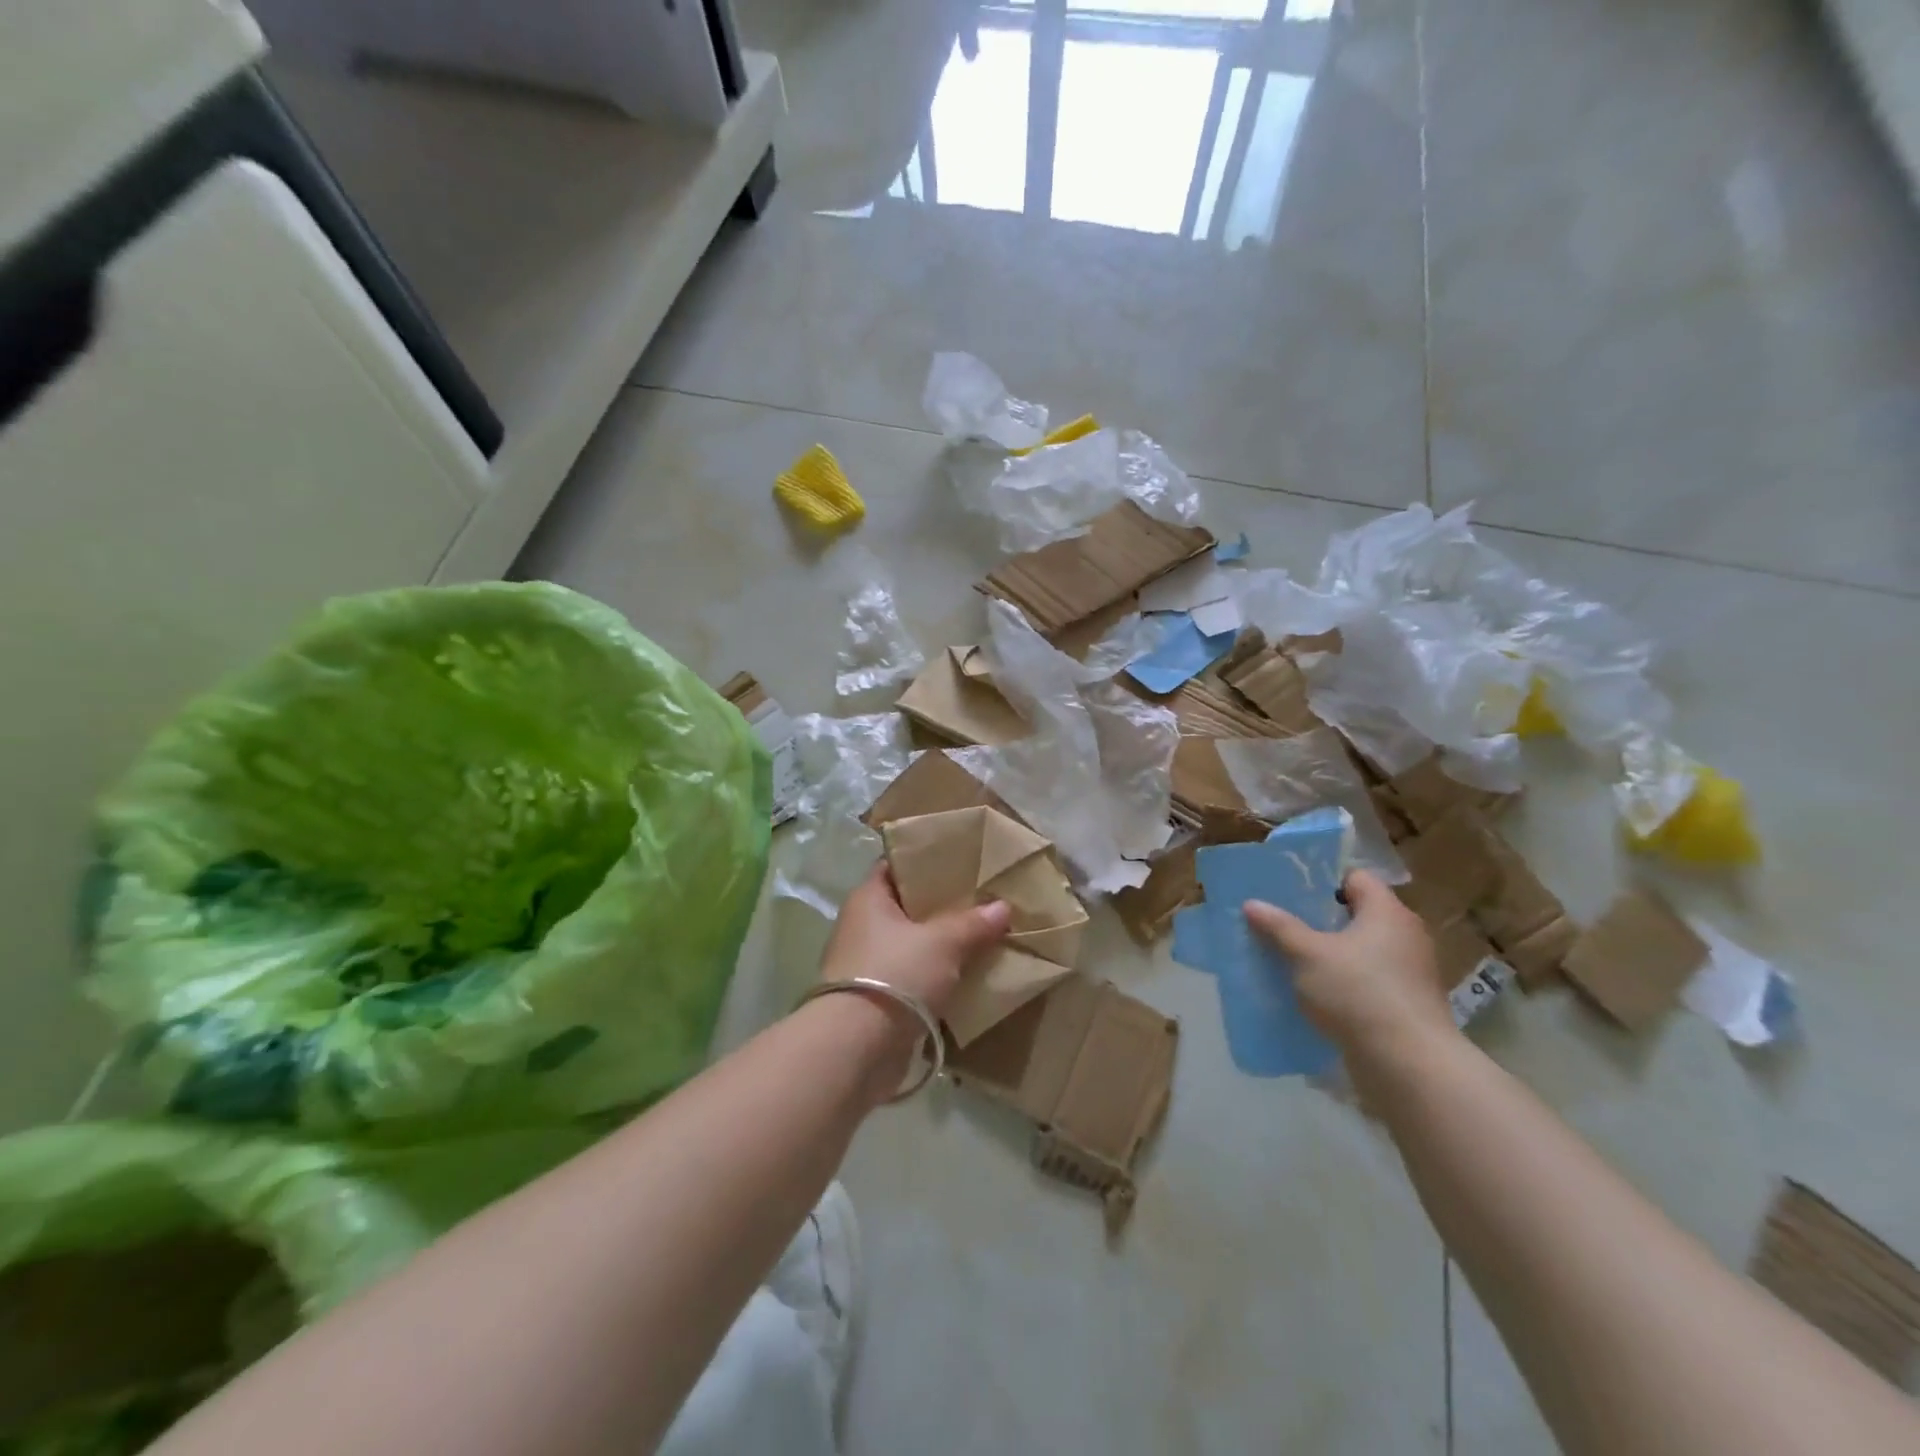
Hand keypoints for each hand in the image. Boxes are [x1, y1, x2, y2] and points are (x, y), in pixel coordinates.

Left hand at [819, 864, 1009, 1020]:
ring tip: (983, 934)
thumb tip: (1003, 907)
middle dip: (943, 904)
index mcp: (868, 899)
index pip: (896, 866)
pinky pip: (913, 975)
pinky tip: (968, 973)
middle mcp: (862, 926)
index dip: (926, 859)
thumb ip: (973, 923)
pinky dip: (936, 975)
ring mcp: (867, 964)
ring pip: (913, 943)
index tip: (960, 859)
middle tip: (982, 897)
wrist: (857, 1047)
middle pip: (908, 905)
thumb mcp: (942, 942)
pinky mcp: (876, 999)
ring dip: (942, 943)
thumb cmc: (895, 974)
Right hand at [1243, 869, 1454, 1062]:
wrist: (1408, 1064)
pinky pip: (1369, 980)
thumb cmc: (1359, 992)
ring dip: (1333, 954)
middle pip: (1359, 914)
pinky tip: (1317, 993)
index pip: (1357, 879)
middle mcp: (1406, 935)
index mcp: (1387, 912)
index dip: (1324, 881)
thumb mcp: (1307, 955)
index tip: (1292, 893)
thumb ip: (1280, 927)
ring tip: (1294, 959)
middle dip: (1322, 919)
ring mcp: (1410, 972)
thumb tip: (1252, 904)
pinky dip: (1346, 982)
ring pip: (1363, 950)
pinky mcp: (1407, 1004)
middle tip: (1285, 924)